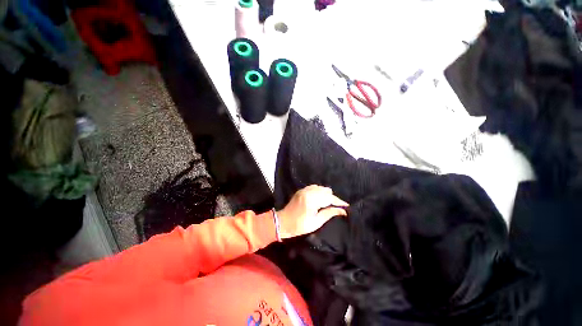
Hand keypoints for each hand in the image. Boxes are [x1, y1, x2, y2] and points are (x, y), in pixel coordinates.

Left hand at [276, 185, 348, 238]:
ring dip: (326, 194)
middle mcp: (308, 192)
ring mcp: (304, 190)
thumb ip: (330, 213)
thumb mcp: (316, 222)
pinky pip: (314, 187)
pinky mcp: (301, 190)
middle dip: (333, 198)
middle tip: (337, 207)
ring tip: (329, 203)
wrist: (283, 222)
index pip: (329, 198)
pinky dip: (319, 191)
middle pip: (326, 191)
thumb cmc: (300, 225)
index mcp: (312, 200)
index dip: (339, 202)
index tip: (346, 205)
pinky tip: (320, 198)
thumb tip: (343, 211)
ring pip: (321, 188)